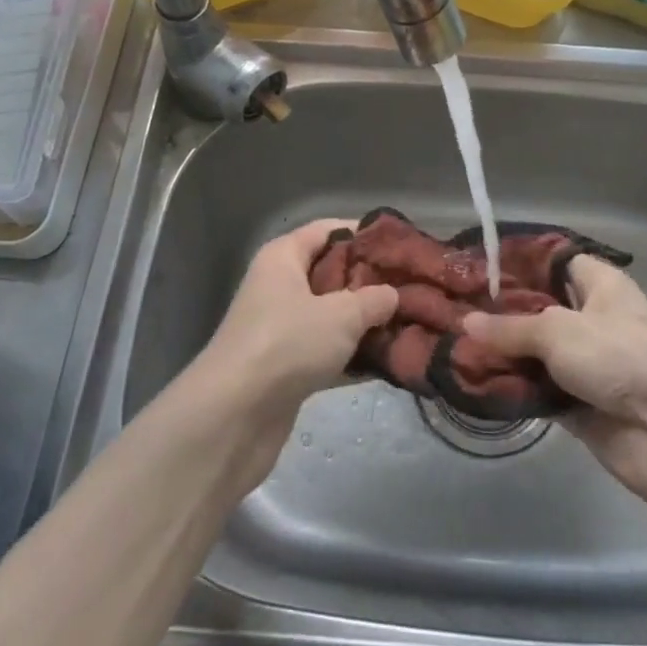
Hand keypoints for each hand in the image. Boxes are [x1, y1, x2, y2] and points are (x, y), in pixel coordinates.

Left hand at [195, 219, 398, 421]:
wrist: (234, 415)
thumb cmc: (287, 344)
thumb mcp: (341, 315)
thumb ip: (374, 299)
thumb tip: (392, 295)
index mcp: (283, 257)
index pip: (328, 230)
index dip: (365, 234)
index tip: (404, 247)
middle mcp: (279, 286)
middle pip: (332, 273)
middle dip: (372, 283)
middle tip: (413, 289)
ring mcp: (280, 329)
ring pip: (331, 316)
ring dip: (366, 323)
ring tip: (410, 325)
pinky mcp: (285, 368)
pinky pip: (326, 352)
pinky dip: (353, 356)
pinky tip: (388, 363)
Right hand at [462, 257, 646, 510]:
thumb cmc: (620, 358)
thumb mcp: (558, 331)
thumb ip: (510, 328)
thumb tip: (465, 323)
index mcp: (602, 286)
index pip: (556, 262)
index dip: (520, 263)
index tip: (477, 267)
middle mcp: (594, 320)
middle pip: (540, 310)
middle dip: (501, 313)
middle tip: (453, 310)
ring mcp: (587, 364)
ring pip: (536, 352)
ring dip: (502, 354)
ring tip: (454, 347)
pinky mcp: (578, 403)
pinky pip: (538, 389)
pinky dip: (513, 388)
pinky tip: (473, 382)